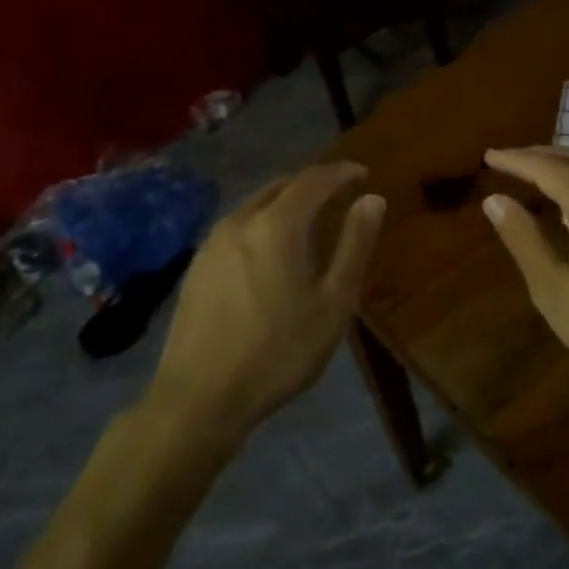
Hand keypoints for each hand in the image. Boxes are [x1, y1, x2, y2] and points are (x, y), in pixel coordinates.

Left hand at [150, 162, 385, 447]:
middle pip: (280, 186)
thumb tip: (372, 199)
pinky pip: (237, 228)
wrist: (201, 396)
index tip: (362, 174)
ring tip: (308, 223)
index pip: (313, 179)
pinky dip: (262, 225)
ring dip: (285, 204)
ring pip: (254, 206)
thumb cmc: (279, 351)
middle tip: (338, 195)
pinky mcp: (196, 267)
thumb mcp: (334, 303)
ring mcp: (211, 243)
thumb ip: (354, 246)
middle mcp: (239, 221)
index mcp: (277, 224)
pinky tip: (270, 253)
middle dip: (312, 184)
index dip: (341, 172)